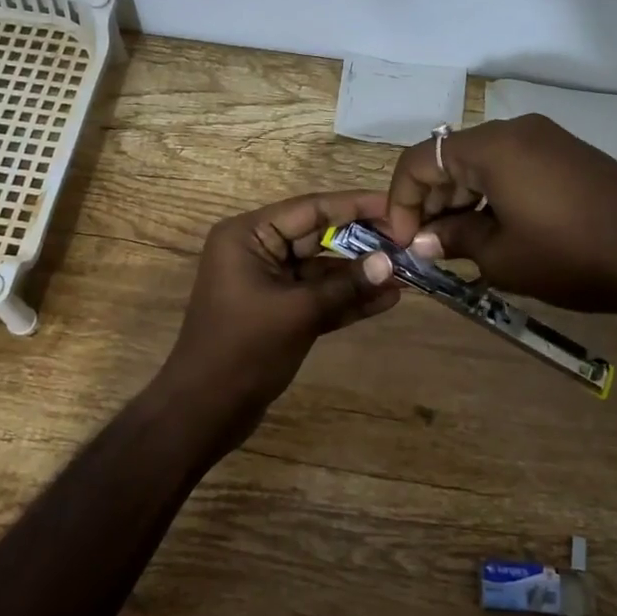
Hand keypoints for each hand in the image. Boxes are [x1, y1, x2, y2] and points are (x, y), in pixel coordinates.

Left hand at [155, 191, 400, 427]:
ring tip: (408, 272)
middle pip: (318, 236)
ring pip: (322, 270)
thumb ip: (345, 285)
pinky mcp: (279, 312)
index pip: (310, 209)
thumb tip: (390, 262)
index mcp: (247, 236)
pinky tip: (387, 299)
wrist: (205, 409)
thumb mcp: (298, 312)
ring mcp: (268, 283)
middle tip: (410, 242)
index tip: (397, 205)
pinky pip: (318, 297)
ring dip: (360, 274)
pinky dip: (347, 299)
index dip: (356, 206)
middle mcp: (256, 251)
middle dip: (363, 241)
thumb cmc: (244, 349)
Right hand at [383, 115, 616, 316]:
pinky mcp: (565, 154)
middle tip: (428, 245)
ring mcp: (544, 139)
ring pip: (479, 162)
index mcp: (491, 147)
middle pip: (448, 157)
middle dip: (430, 200)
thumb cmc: (570, 254)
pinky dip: (489, 193)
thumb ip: (453, 239)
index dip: (401, 201)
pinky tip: (494, 228)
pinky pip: (509, 166)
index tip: (405, 241)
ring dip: (459, 198)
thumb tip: (424, 240)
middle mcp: (514, 130)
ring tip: (459, 242)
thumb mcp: (501, 256)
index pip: (419, 160)